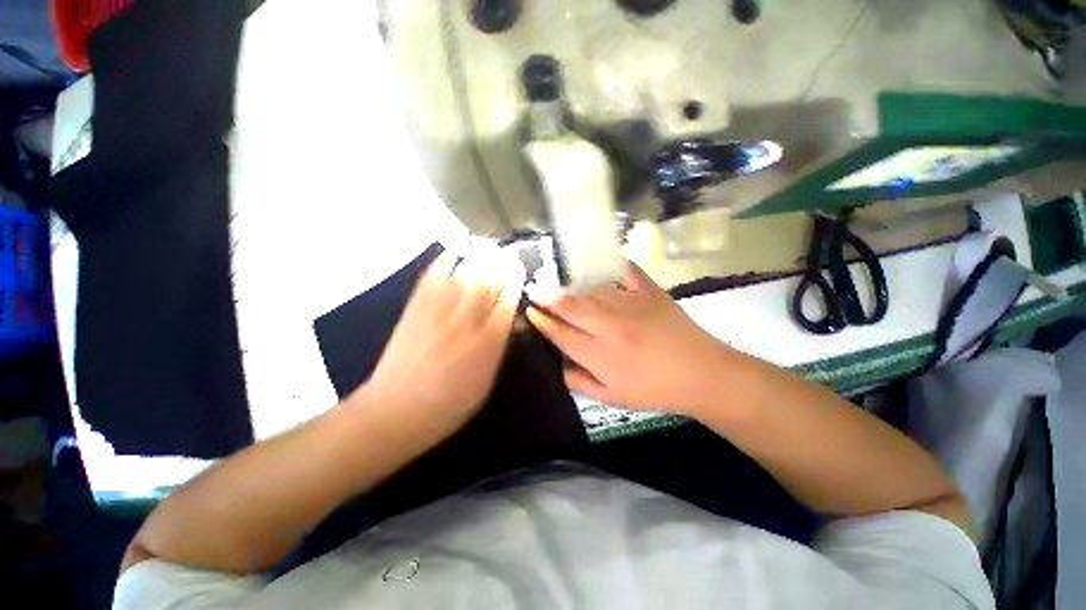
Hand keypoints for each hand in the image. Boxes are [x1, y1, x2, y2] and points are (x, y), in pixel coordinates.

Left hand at [355, 247, 524, 437]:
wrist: (397, 410)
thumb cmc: (450, 403)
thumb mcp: (488, 380)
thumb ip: (500, 346)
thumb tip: (510, 321)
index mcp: (490, 340)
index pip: (508, 300)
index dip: (515, 281)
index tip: (519, 270)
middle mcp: (468, 318)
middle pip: (489, 280)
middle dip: (500, 264)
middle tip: (506, 255)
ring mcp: (440, 309)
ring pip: (466, 272)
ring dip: (480, 258)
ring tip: (487, 249)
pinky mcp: (417, 306)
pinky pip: (434, 275)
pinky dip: (445, 259)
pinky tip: (454, 251)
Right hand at [526, 262, 732, 414]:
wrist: (701, 375)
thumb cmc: (654, 391)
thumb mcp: (611, 398)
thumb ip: (579, 382)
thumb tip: (560, 364)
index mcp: (599, 354)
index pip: (560, 333)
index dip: (542, 321)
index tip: (530, 311)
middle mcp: (609, 325)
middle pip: (570, 306)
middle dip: (547, 297)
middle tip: (534, 290)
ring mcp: (630, 305)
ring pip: (591, 291)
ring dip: (572, 288)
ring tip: (561, 288)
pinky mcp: (650, 292)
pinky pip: (626, 273)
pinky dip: (613, 269)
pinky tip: (603, 267)